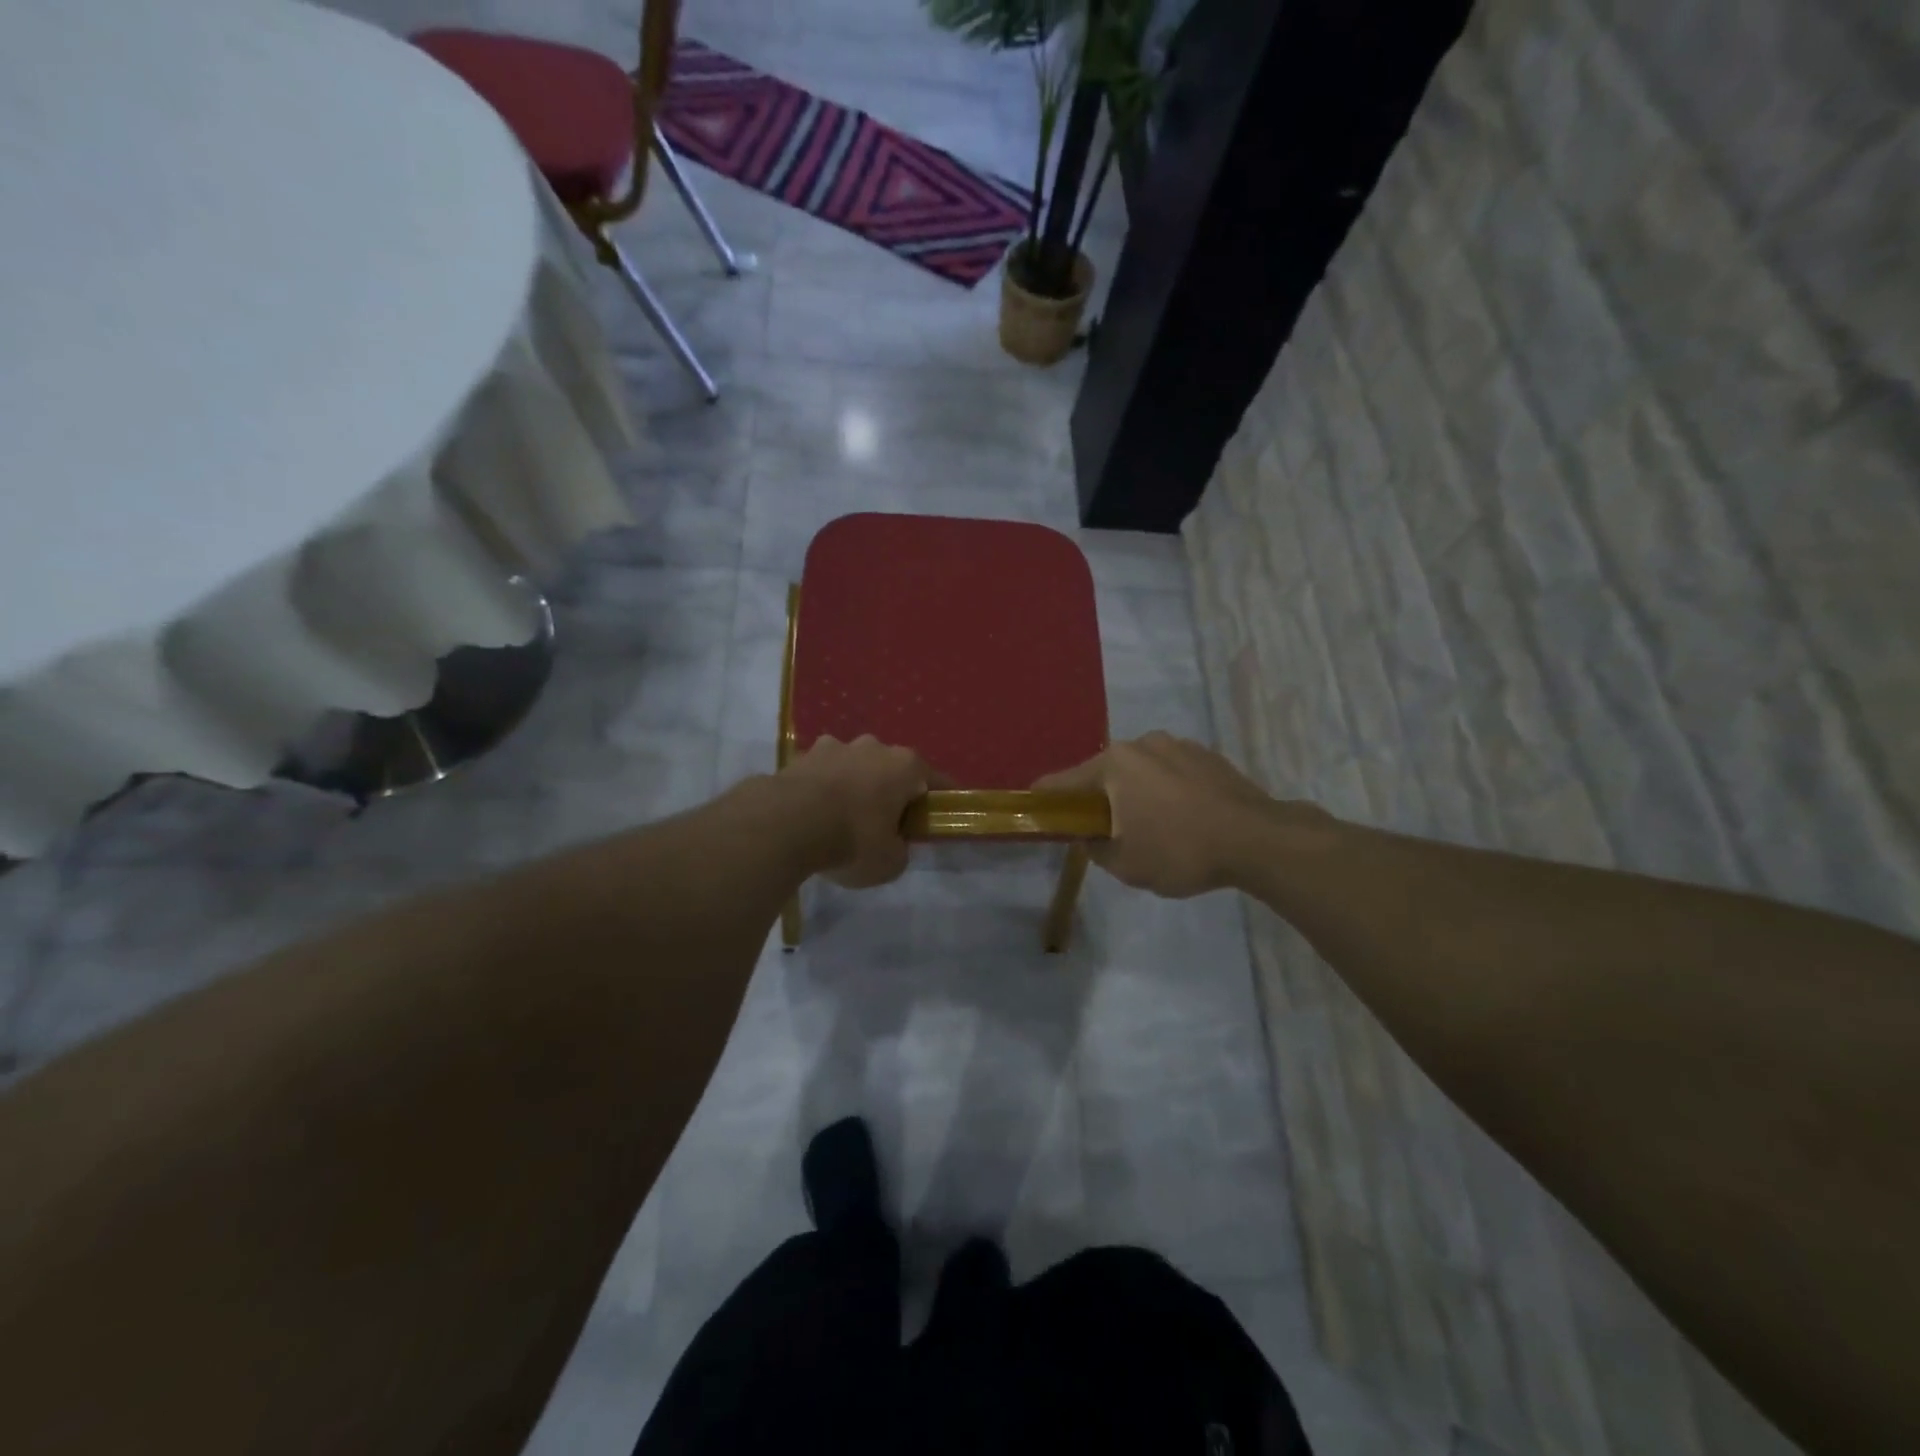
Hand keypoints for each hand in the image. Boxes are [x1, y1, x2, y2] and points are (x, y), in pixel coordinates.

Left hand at [781, 735, 934, 887]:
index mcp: (905, 766)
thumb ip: (900, 850)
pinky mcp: (802, 755)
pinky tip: (814, 813)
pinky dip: (823, 788)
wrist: (786, 823)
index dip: (939, 799)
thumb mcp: (890, 862)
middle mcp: (874, 747)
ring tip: (844, 816)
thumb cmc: (852, 839)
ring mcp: (835, 746)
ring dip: (854, 785)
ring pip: (854, 766)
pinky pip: (822, 773)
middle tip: (886, 822)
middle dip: (891, 790)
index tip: (940, 815)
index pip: (935, 780)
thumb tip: (893, 844)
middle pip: (891, 769)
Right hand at [1035, 732, 1331, 897]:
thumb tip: (1090, 835)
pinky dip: (1166, 792)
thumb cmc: (1180, 851)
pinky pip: (1171, 773)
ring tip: (1153, 827)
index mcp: (1114, 764)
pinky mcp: (1207, 755)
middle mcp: (1141, 744)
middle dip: (1099, 800)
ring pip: (1140, 772)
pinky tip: (1183, 819)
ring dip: (1136, 794)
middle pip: (1104, 774)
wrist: (1258, 839)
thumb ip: (1094, 847)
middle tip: (1106, 832)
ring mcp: (1177, 745)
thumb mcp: (1125, 864)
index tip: (1038, 811)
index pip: (1063, 781)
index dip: (1046, 799)